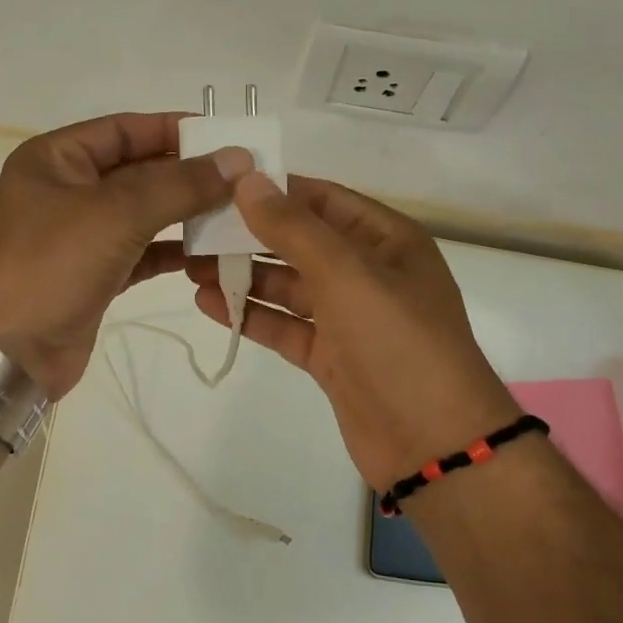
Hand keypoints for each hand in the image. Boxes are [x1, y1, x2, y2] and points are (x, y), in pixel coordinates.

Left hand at [0, 113, 250, 398]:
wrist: (6, 352)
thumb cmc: (51, 265)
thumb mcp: (116, 213)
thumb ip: (179, 184)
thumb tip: (237, 159)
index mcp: (56, 159)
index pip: (124, 129)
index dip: (174, 129)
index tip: (226, 136)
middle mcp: (66, 191)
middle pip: (137, 171)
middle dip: (187, 174)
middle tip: (243, 178)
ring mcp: (80, 237)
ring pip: (143, 215)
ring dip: (186, 214)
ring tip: (237, 214)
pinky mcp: (94, 276)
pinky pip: (142, 253)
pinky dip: (173, 253)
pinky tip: (211, 255)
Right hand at [186, 173, 518, 488]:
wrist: (432, 442)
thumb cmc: (398, 342)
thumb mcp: (347, 274)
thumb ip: (293, 228)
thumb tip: (248, 180)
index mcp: (386, 240)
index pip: (323, 199)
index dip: (274, 189)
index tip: (220, 183)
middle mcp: (368, 272)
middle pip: (301, 242)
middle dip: (250, 235)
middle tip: (194, 229)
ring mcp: (349, 317)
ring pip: (289, 286)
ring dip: (244, 276)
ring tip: (190, 267)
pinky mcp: (331, 357)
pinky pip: (285, 326)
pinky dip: (252, 315)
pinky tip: (210, 304)